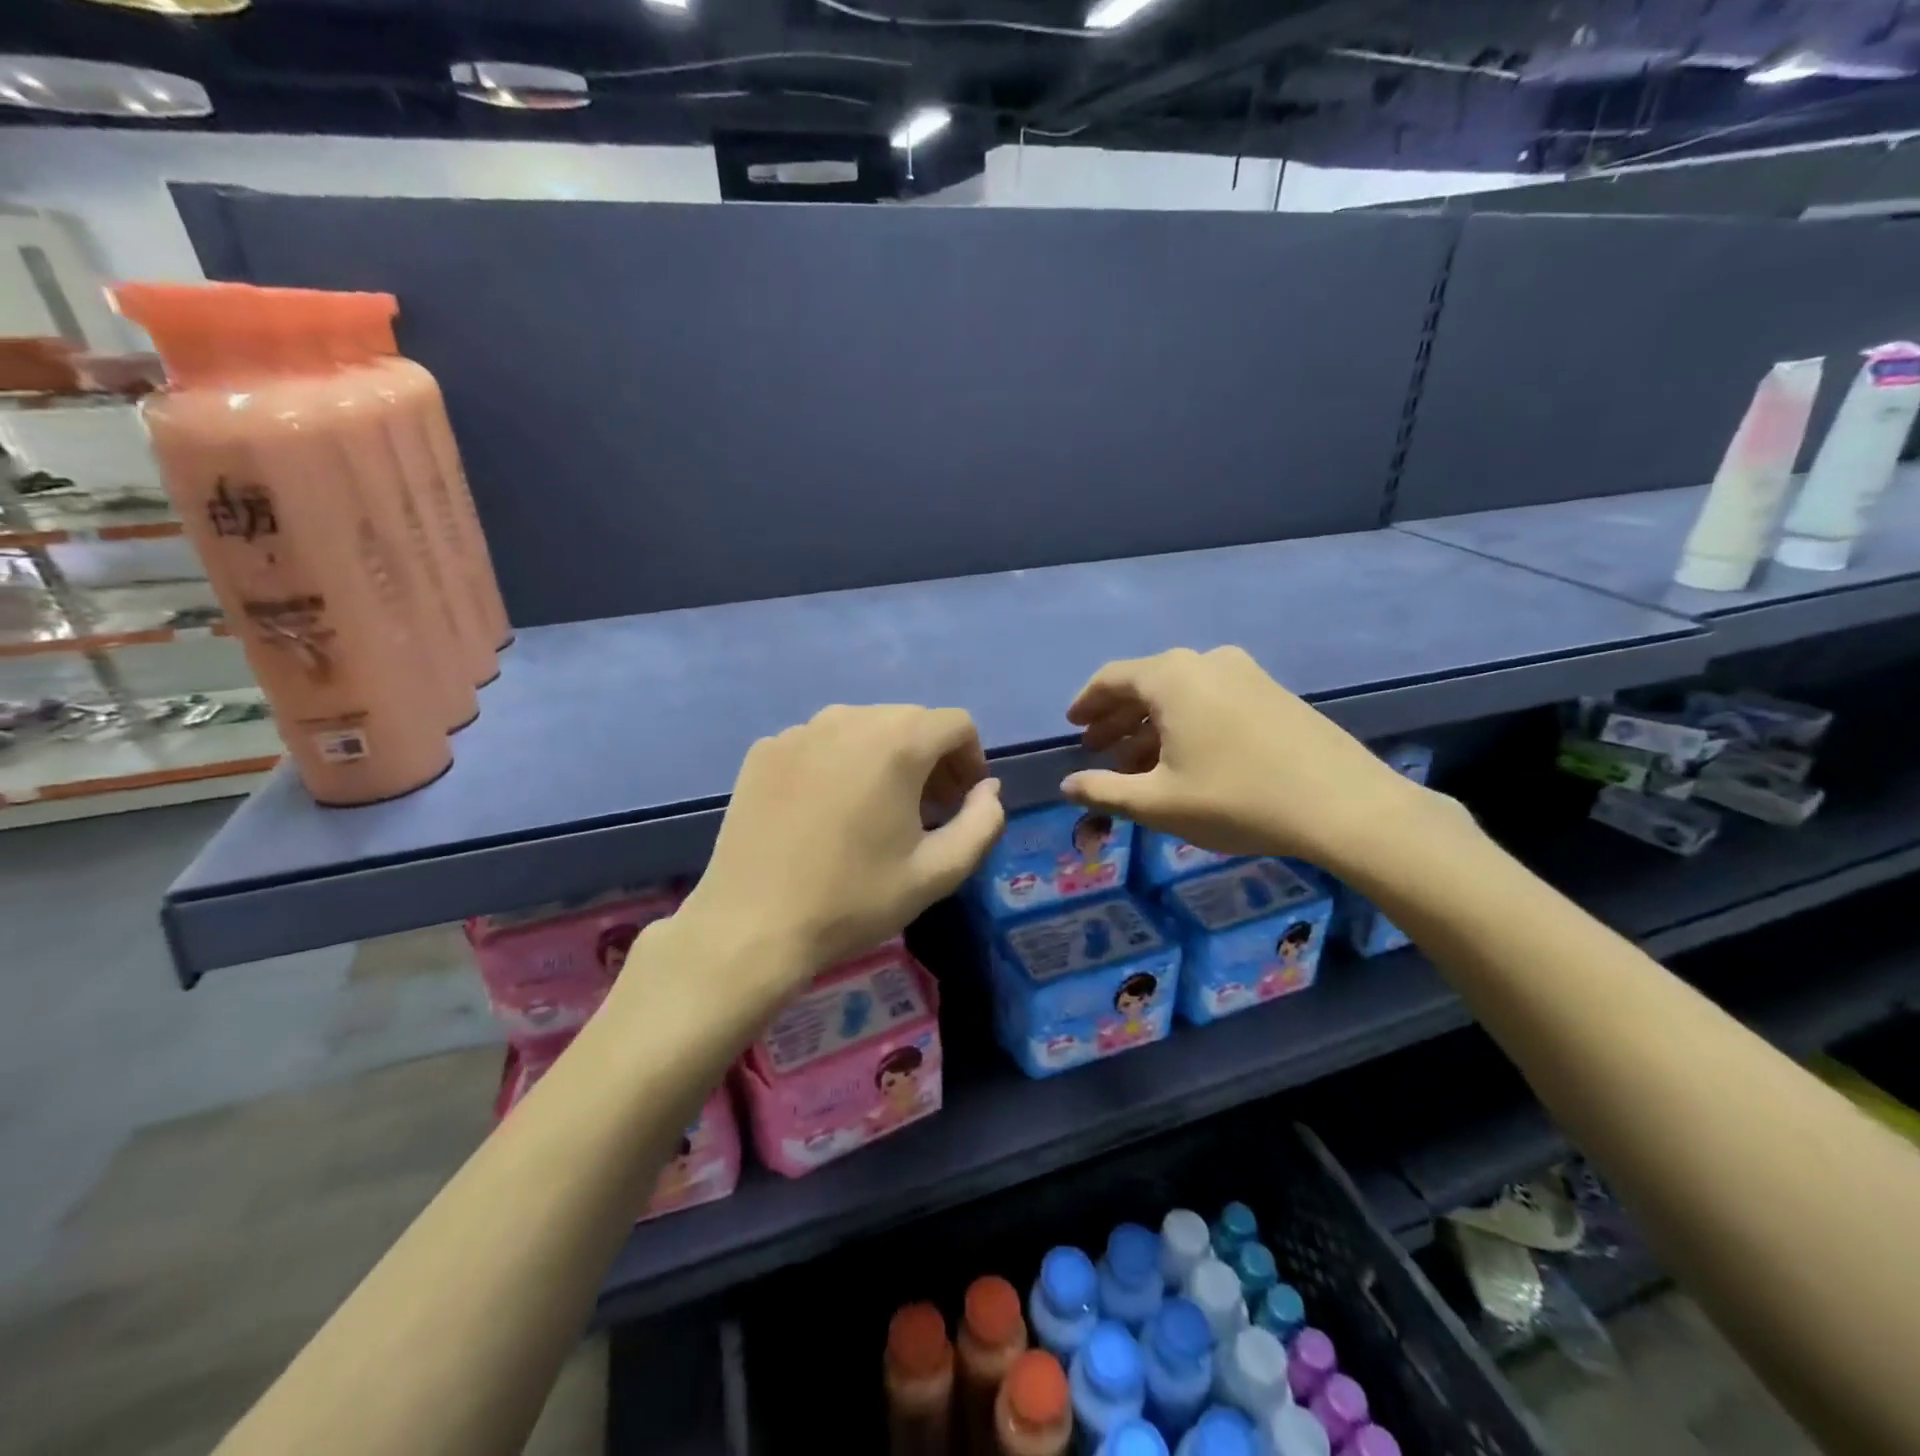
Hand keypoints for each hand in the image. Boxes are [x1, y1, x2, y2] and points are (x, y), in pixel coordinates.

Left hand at [680, 705, 1004, 987]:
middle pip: (910, 721)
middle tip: (926, 812)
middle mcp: (847, 719)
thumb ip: (983, 823)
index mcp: (896, 741)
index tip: (961, 804)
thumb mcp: (938, 871)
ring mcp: (799, 731)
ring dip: (885, 758)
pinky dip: (839, 764)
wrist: (752, 926)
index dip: (971, 761)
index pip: (956, 724)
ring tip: (876, 811)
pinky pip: (820, 743)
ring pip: (863, 728)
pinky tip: (826, 812)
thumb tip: (988, 790)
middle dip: (931, 759)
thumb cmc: (854, 899)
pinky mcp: (764, 750)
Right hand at [1061, 646, 1428, 870]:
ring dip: (1150, 724)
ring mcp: (1244, 672)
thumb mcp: (1157, 803)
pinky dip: (1185, 723)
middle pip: (1145, 683)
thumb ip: (1104, 791)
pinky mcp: (1271, 692)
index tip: (1072, 727)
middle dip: (1116, 718)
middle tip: (1096, 749)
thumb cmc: (1235, 799)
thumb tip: (1068, 786)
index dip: (1086, 703)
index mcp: (1171, 677)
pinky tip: (1183, 758)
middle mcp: (1205, 661)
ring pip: (1180, 693)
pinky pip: (1210, 698)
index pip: (1111, 678)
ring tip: (1135, 762)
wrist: (1342, 805)